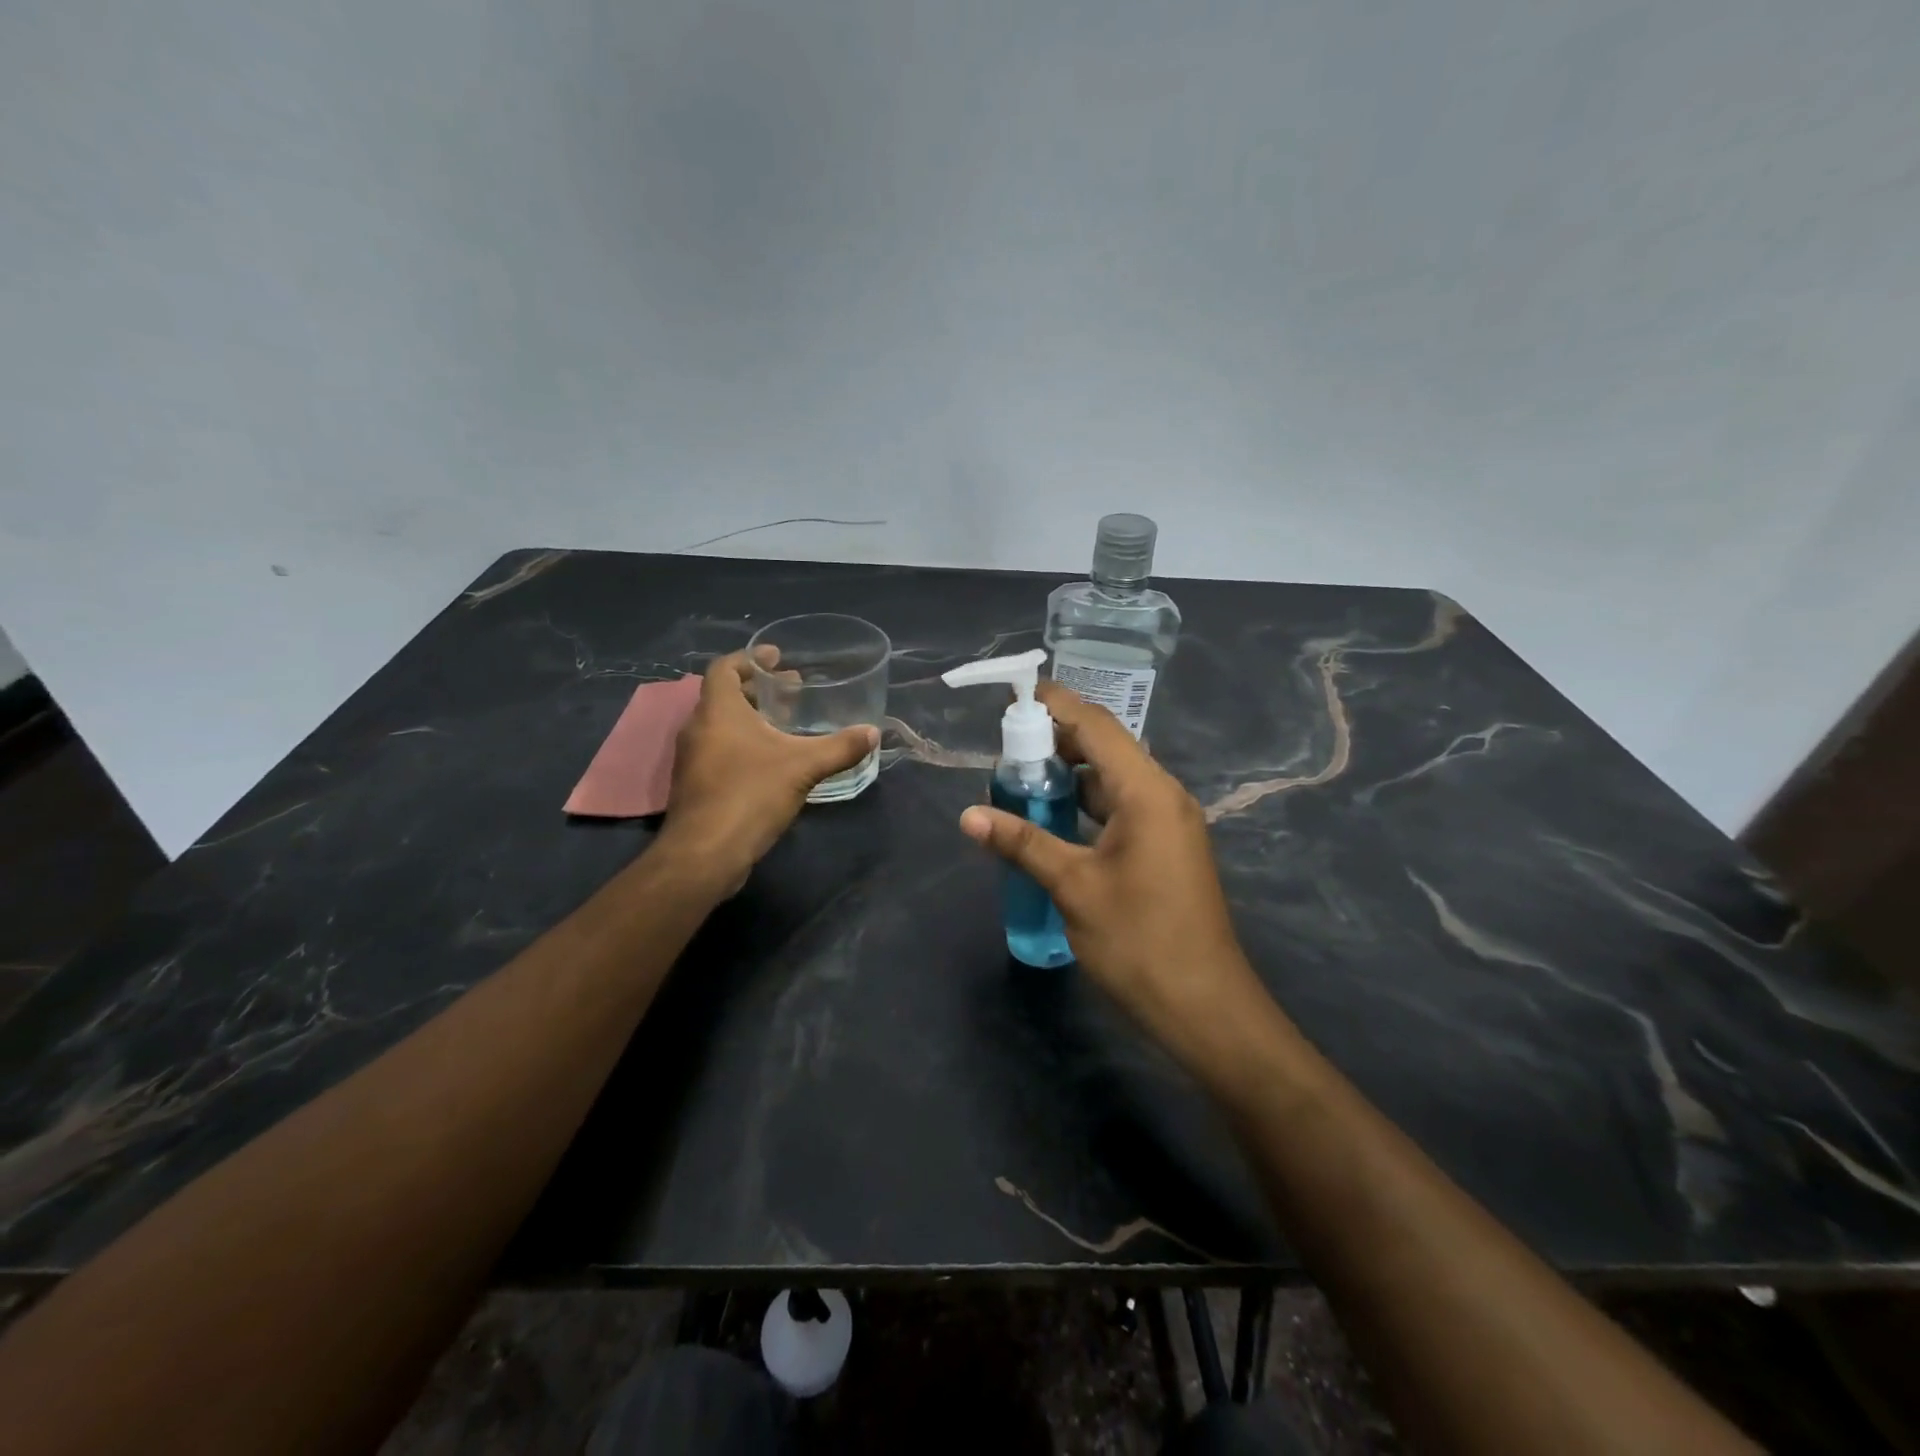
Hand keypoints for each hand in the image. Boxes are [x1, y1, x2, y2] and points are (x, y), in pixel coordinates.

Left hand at [660, 649, 877, 886]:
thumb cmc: (750, 794)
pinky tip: (770, 761)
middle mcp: (698, 728)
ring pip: (721, 725)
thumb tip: (873, 733)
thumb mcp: (803, 767)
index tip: (777, 657)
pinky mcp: (695, 785)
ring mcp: (692, 758)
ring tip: (785, 724)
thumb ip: (839, 748)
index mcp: (718, 711)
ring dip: (750, 718)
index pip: (725, 668)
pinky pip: (718, 750)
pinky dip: (742, 743)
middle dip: (758, 689)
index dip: (750, 658)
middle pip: (724, 696)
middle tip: (791, 690)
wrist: (705, 853)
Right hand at [957, 683, 1272, 1067]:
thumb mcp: (1074, 887)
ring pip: (1112, 778)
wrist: (1205, 1007)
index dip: (1055, 704)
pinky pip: (1120, 806)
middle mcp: (1163, 795)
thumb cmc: (1139, 941)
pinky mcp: (1164, 847)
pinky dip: (1085, 802)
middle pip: (1105, 747)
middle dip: (1056, 739)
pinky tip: (1051, 815)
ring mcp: (1167, 822)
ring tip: (1019, 776)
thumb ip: (1022, 843)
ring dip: (1069, 772)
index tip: (1013, 695)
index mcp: (1147, 792)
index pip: (1097, 726)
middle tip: (1004, 744)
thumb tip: (968, 815)